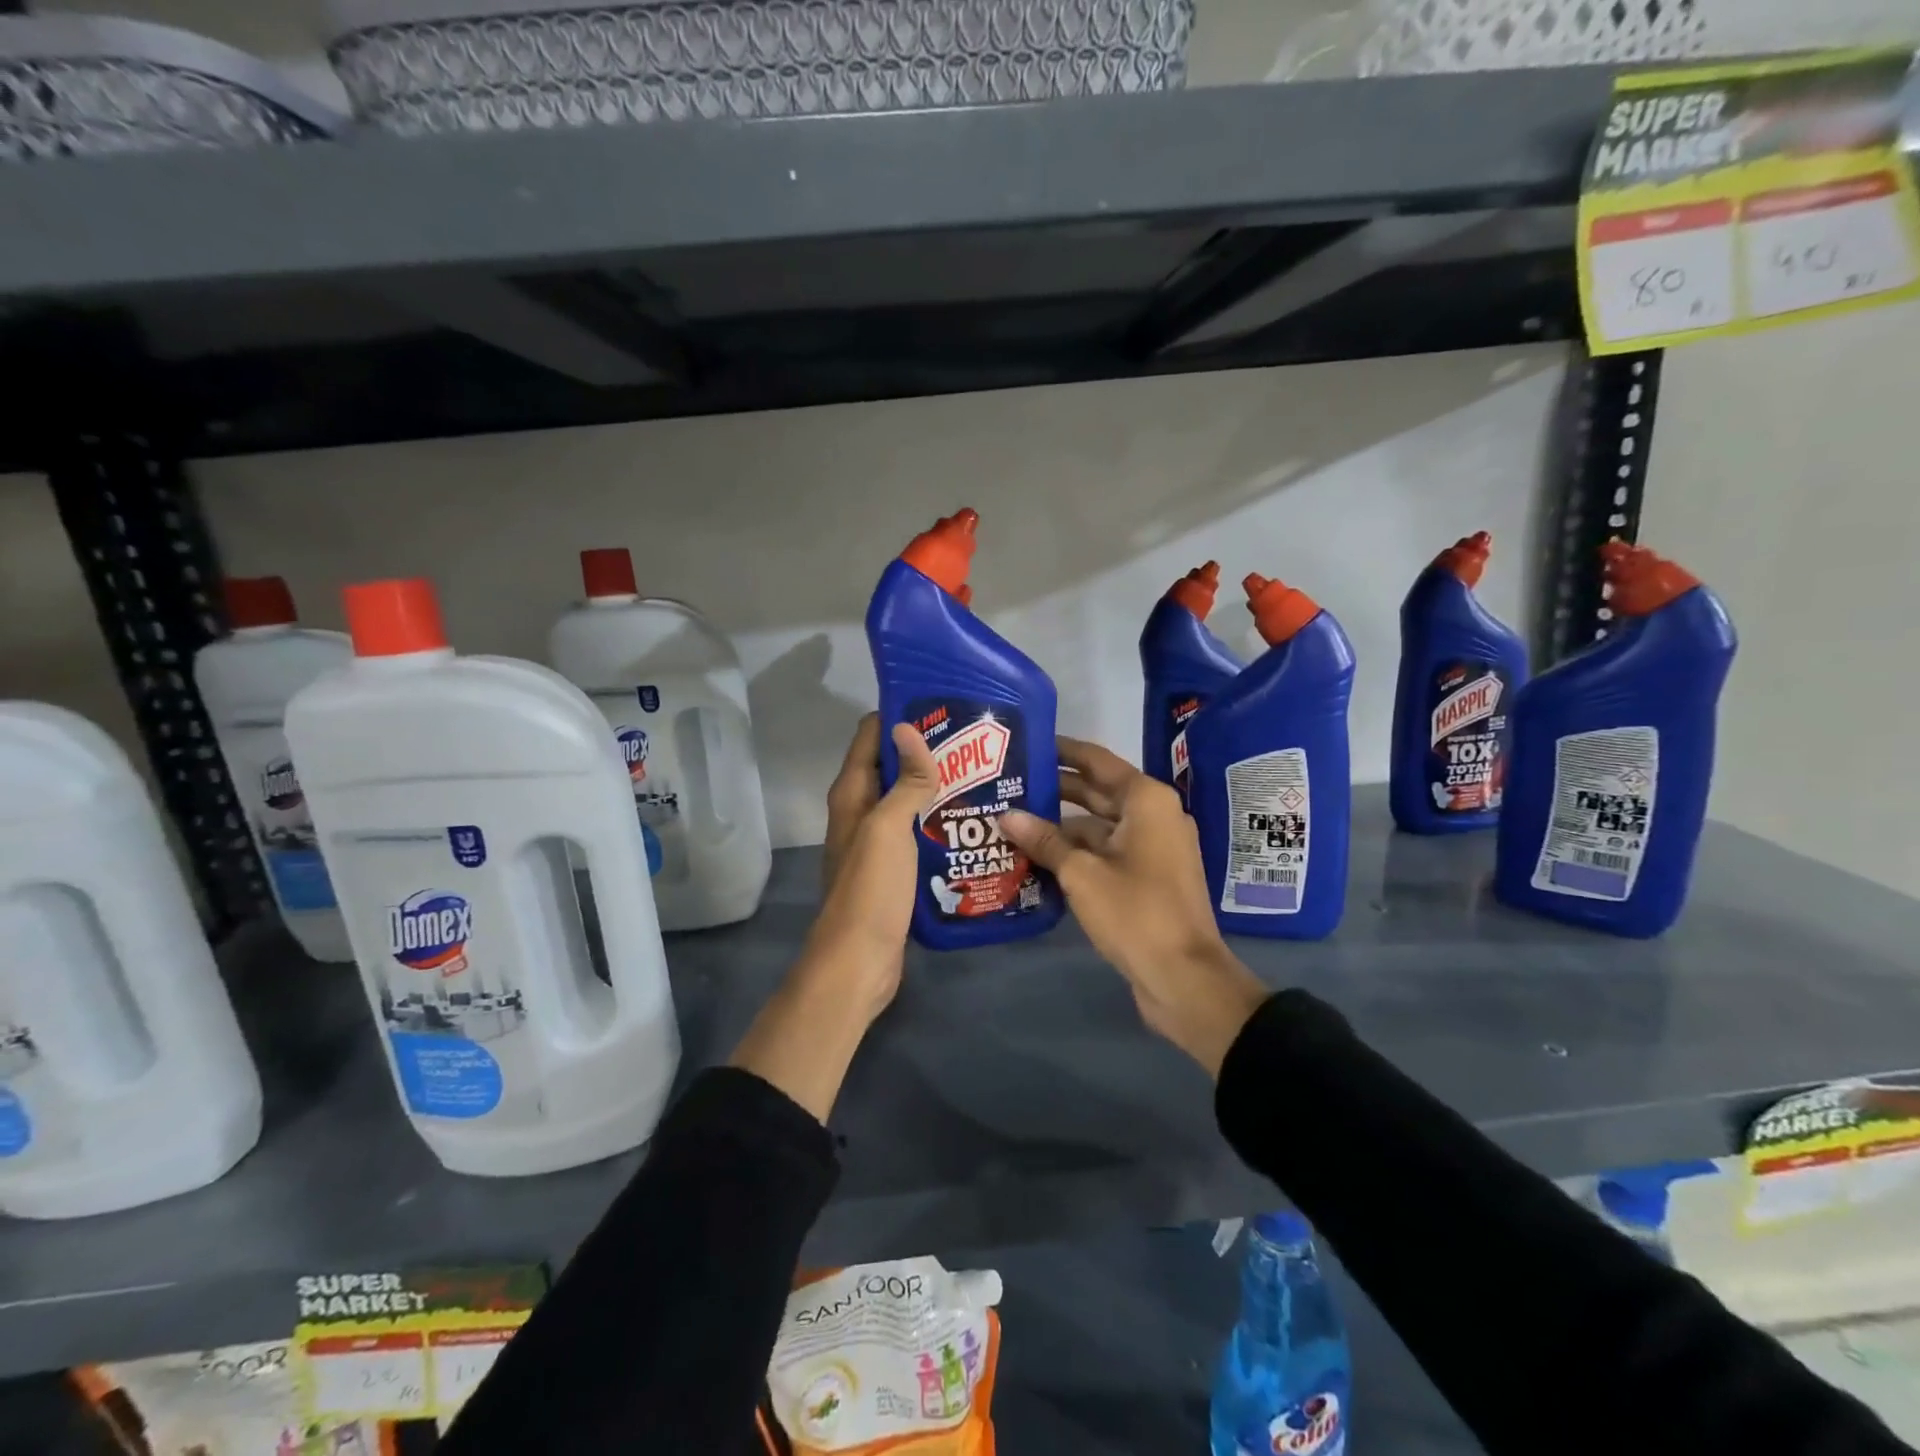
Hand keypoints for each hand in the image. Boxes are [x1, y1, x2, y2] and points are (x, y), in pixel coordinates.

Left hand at [730, 715, 939, 1121]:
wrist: (859, 961)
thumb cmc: (871, 889)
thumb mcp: (888, 828)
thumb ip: (904, 781)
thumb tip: (908, 728)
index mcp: (851, 794)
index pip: (870, 736)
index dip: (899, 716)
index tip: (942, 704)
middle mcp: (860, 812)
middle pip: (890, 766)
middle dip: (925, 750)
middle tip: (975, 740)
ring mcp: (877, 842)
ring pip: (906, 800)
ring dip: (935, 786)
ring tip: (983, 773)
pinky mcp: (893, 869)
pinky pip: (916, 832)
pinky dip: (937, 820)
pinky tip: (971, 820)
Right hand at [999, 737, 1268, 1076]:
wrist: (1184, 977)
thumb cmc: (1135, 912)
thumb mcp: (1082, 873)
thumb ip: (1044, 840)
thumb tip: (1006, 816)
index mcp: (1146, 800)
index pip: (1097, 761)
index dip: (1062, 751)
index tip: (1028, 742)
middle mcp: (1153, 816)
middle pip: (1097, 792)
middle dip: (1055, 790)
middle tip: (1009, 783)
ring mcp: (1153, 848)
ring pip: (1099, 826)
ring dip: (1061, 827)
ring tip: (1012, 822)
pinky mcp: (1148, 877)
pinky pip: (1106, 852)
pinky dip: (1077, 853)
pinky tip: (1038, 858)